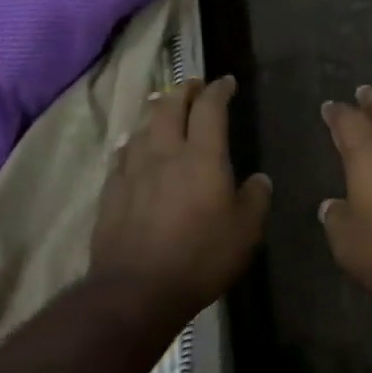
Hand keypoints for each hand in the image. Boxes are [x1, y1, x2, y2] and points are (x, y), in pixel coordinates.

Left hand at [91, 76, 270, 316]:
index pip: (210, 107)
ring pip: (144, 125)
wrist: (136, 290)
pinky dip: (134, 141)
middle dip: (184, 90)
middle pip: (170, 105)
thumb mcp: (246, 233)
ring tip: (164, 107)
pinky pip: (123, 153)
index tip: (227, 82)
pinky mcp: (112, 190)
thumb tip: (259, 180)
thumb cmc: (200, 258)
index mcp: (202, 156)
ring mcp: (133, 169)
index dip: (219, 90)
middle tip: (195, 85)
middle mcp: (165, 152)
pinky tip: (134, 145)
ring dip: (157, 110)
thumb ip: (255, 199)